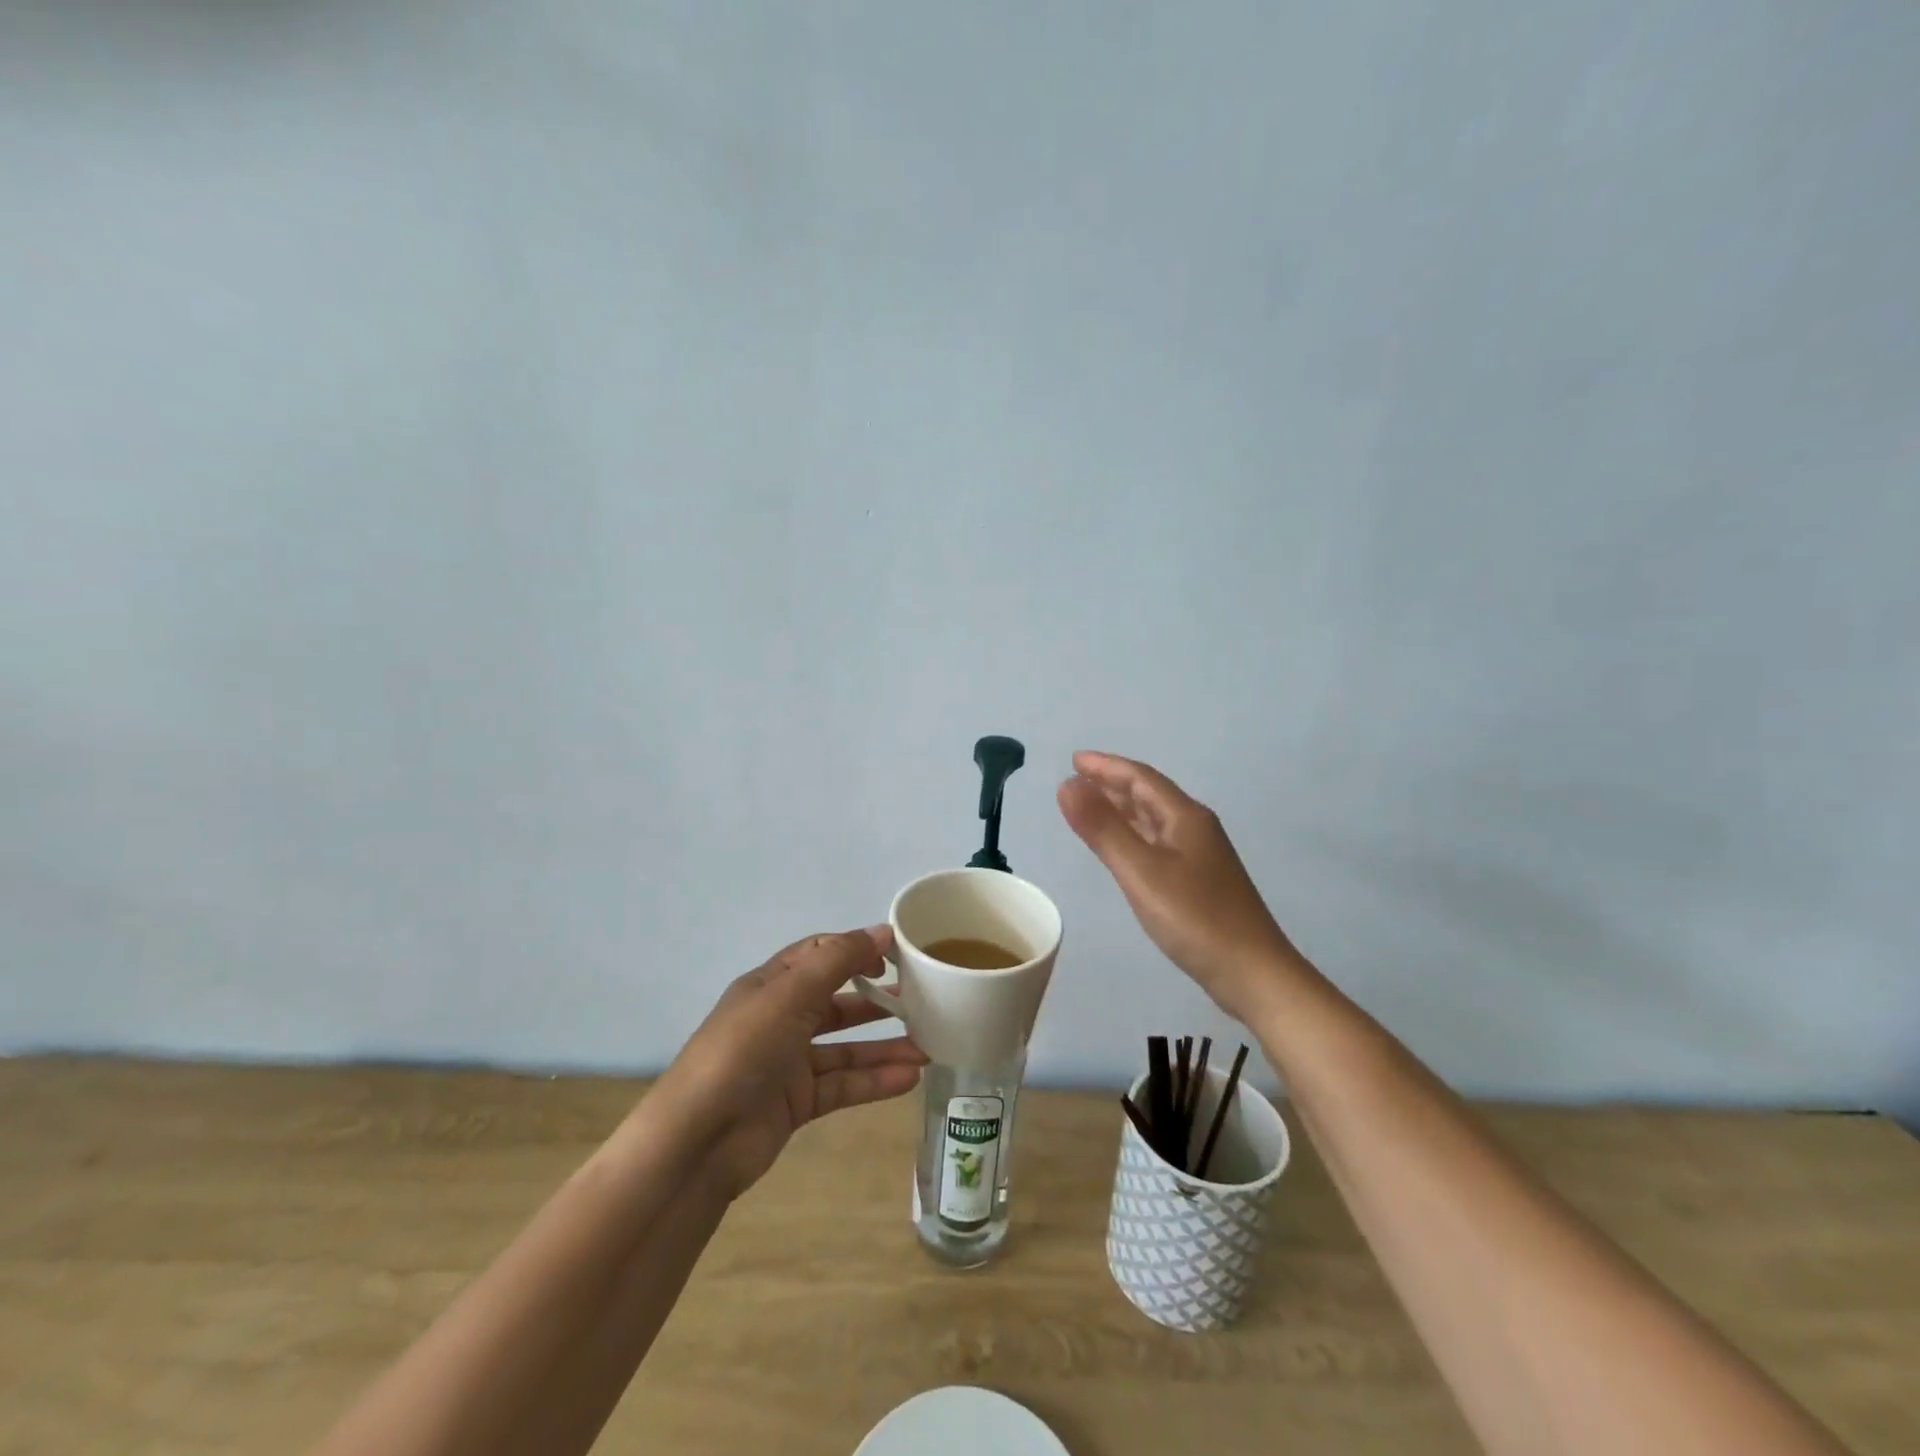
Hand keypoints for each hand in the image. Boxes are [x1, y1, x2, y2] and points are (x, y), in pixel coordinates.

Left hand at [655, 928, 926, 1200]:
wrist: (698, 1141)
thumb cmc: (743, 1050)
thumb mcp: (790, 994)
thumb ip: (838, 961)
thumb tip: (882, 931)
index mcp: (771, 985)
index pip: (819, 955)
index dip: (856, 951)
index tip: (898, 956)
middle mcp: (780, 1019)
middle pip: (837, 1001)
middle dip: (877, 1000)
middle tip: (923, 1000)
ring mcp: (788, 1063)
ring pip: (845, 1048)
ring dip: (884, 1046)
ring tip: (928, 1047)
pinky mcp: (796, 1103)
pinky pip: (843, 1085)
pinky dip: (874, 1081)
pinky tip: (910, 1078)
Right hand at [1058, 750, 1302, 1019]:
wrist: (1253, 974)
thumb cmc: (1196, 919)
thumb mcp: (1141, 871)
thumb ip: (1103, 828)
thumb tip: (1067, 784)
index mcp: (1186, 817)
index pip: (1140, 778)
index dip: (1106, 766)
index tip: (1073, 760)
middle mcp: (1195, 829)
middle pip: (1149, 795)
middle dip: (1112, 784)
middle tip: (1075, 781)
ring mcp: (1200, 856)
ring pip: (1154, 820)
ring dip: (1122, 809)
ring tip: (1090, 806)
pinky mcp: (1199, 882)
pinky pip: (1158, 843)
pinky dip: (1133, 835)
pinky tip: (1123, 848)